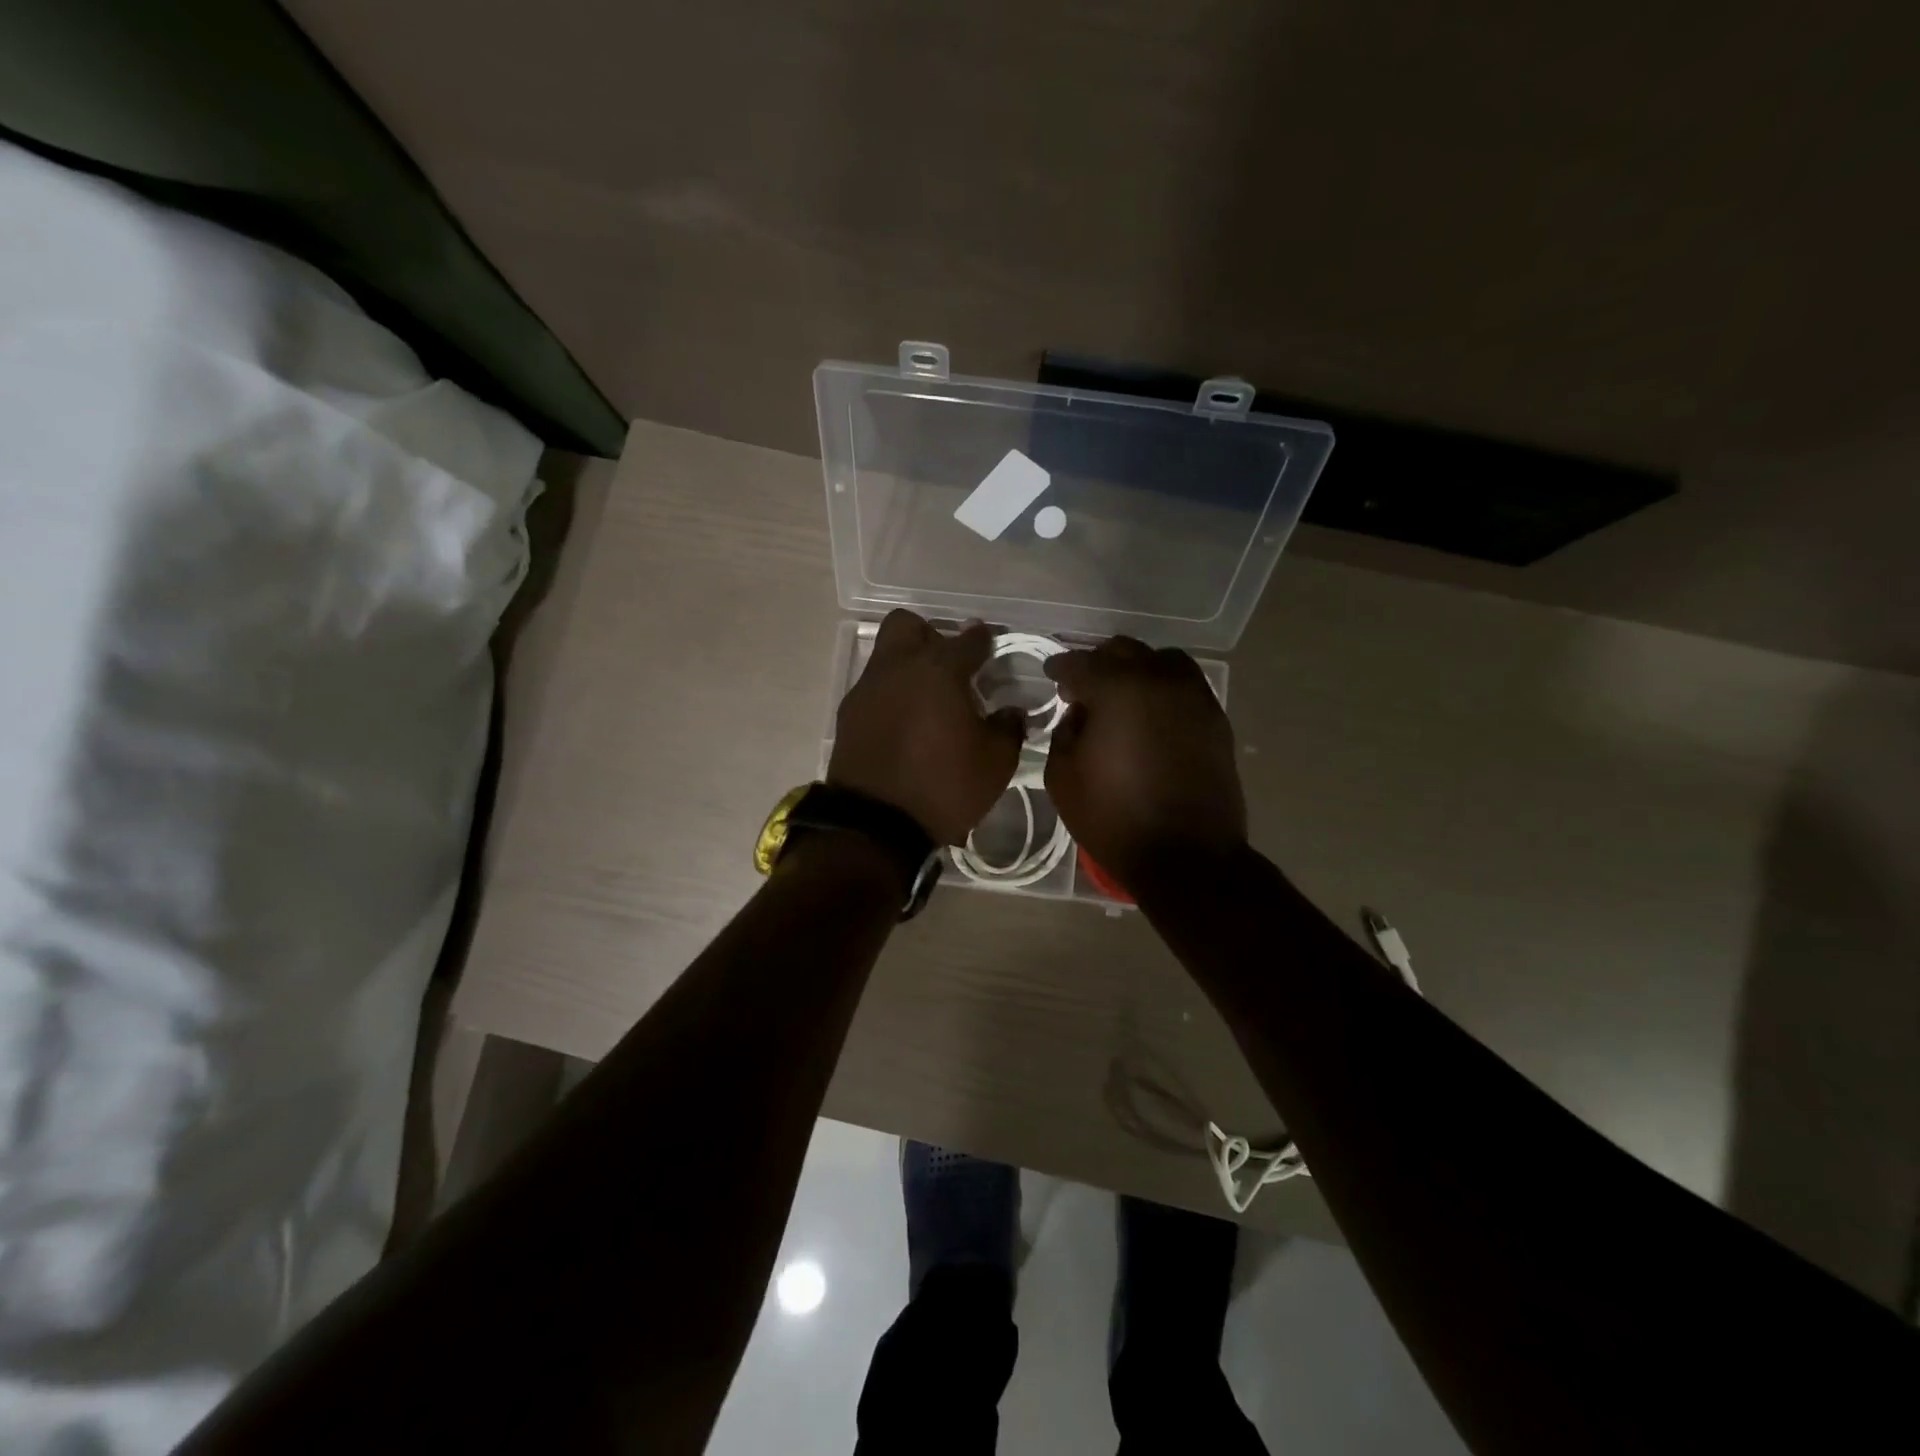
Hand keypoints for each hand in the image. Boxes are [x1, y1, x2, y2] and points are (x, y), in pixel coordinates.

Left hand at [828, 611, 1025, 844]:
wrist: (875, 825)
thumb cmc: (943, 788)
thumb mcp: (995, 764)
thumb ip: (1009, 729)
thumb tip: (1013, 711)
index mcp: (940, 671)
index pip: (969, 639)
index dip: (985, 640)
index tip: (992, 647)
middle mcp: (899, 667)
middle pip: (910, 625)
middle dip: (931, 636)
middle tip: (950, 666)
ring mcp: (868, 688)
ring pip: (887, 654)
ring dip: (908, 665)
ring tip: (928, 699)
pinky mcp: (848, 713)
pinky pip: (873, 687)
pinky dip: (891, 694)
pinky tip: (905, 723)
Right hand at [1043, 637, 1246, 892]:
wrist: (1187, 857)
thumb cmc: (1114, 819)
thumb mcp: (1063, 778)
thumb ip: (1064, 733)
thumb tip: (1080, 714)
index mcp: (1117, 690)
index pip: (1080, 663)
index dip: (1059, 668)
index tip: (1050, 676)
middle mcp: (1159, 680)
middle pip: (1123, 651)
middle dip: (1097, 664)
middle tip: (1082, 689)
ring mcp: (1194, 697)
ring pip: (1161, 660)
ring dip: (1136, 669)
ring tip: (1123, 696)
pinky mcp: (1216, 718)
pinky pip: (1186, 685)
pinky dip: (1164, 688)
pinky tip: (1152, 714)